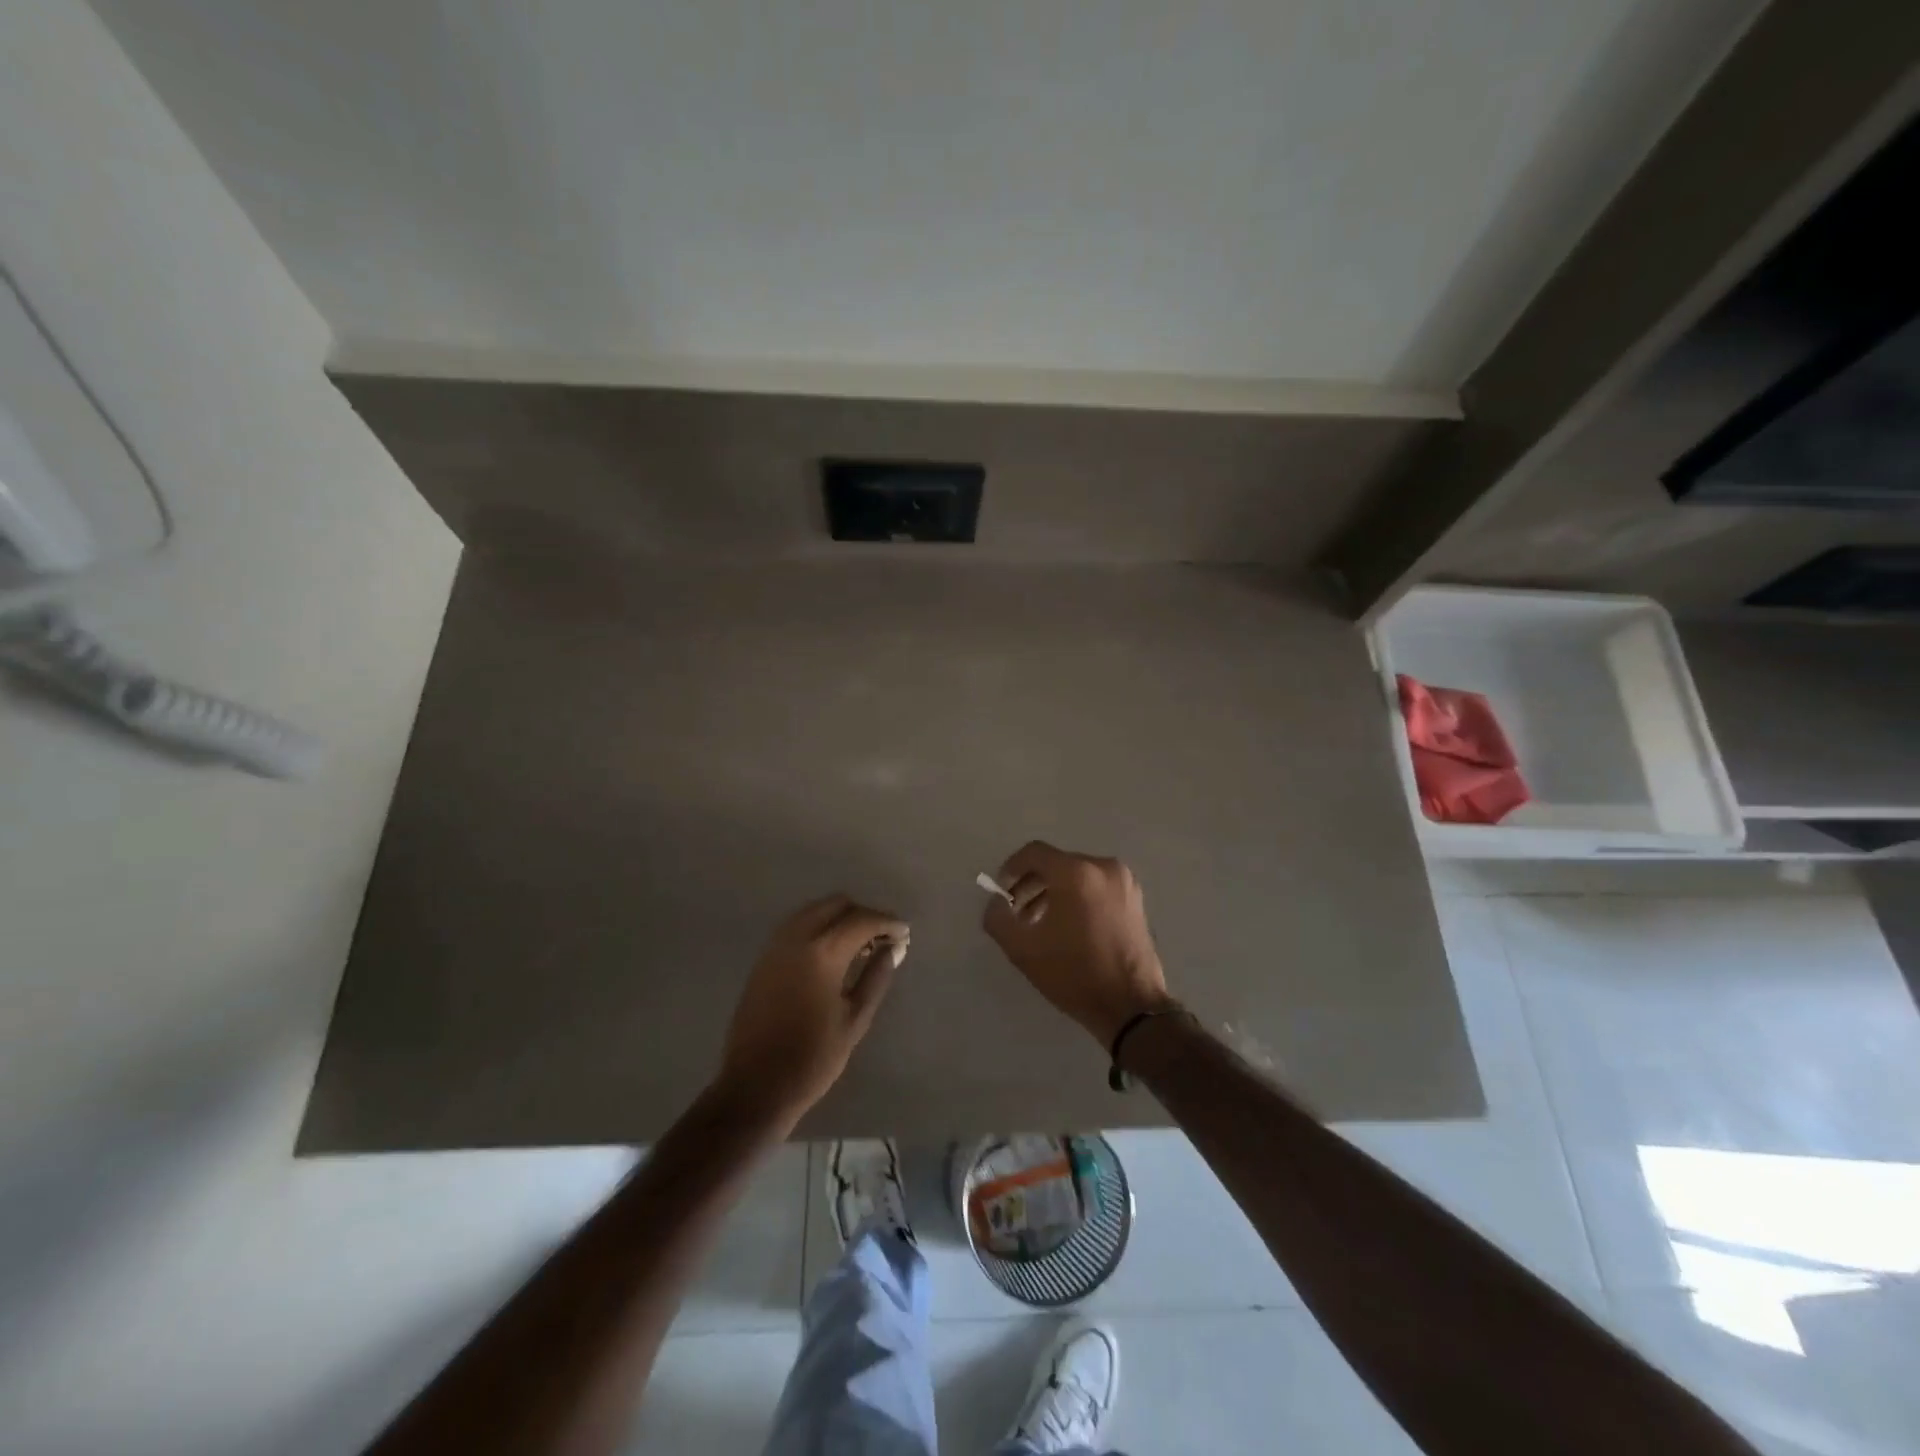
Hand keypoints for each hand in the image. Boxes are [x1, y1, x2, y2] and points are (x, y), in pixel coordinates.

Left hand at [716, 895, 908, 1128]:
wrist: (756, 1086)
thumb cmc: (813, 1058)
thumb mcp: (855, 1019)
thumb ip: (876, 977)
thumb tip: (894, 948)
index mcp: (822, 953)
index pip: (862, 920)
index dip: (887, 922)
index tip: (905, 933)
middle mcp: (796, 938)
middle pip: (836, 904)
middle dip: (863, 914)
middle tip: (883, 937)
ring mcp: (775, 946)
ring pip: (813, 911)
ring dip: (839, 917)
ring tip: (860, 944)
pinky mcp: (763, 959)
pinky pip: (797, 926)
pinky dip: (819, 927)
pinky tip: (832, 953)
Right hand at [981, 841, 1175, 1045]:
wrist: (1131, 1007)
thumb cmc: (1075, 975)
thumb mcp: (1023, 950)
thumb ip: (998, 918)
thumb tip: (997, 902)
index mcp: (1076, 873)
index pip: (1034, 853)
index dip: (1011, 869)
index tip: (1001, 893)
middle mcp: (1103, 868)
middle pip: (1056, 863)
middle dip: (1031, 885)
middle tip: (1016, 913)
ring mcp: (1124, 882)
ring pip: (1077, 875)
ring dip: (1053, 892)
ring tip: (1039, 923)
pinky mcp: (1135, 900)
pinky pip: (1096, 886)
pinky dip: (1077, 897)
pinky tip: (1068, 927)